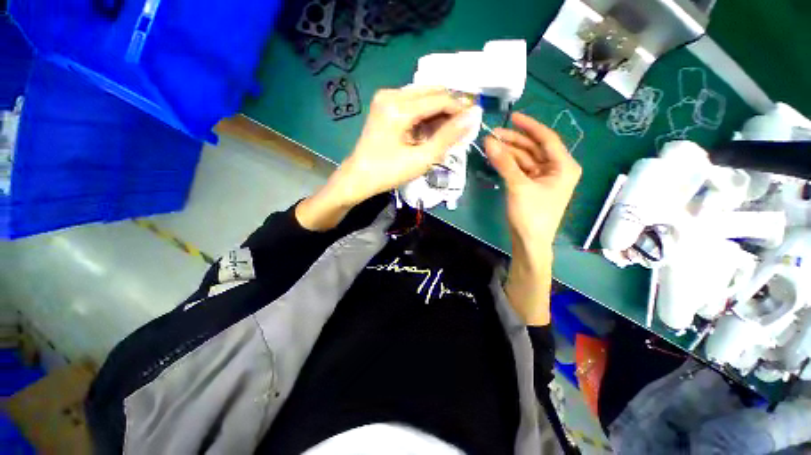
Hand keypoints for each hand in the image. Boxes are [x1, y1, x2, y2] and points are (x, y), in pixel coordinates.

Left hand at [296, 86, 476, 230]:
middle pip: (431, 92)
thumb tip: (473, 116)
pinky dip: (425, 116)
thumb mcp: (422, 159)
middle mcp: (391, 94)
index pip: (440, 98)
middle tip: (460, 129)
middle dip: (449, 109)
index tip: (474, 121)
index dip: (460, 108)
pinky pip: (412, 104)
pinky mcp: (384, 106)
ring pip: (423, 97)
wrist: (358, 178)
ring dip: (438, 113)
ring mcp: (385, 98)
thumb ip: (448, 137)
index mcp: (399, 107)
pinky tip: (430, 132)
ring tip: (446, 134)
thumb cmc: (388, 173)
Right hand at [484, 112, 581, 254]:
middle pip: (534, 148)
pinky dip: (509, 164)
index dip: (529, 126)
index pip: (547, 138)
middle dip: (514, 140)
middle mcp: (557, 168)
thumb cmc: (531, 215)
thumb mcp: (518, 186)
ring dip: (509, 152)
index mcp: (564, 166)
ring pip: (526, 158)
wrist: (529, 242)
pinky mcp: (533, 186)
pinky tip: (497, 158)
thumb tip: (488, 141)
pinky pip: (521, 169)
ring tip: (490, 145)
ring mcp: (544, 178)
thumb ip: (504, 162)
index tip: (512, 116)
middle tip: (492, 134)